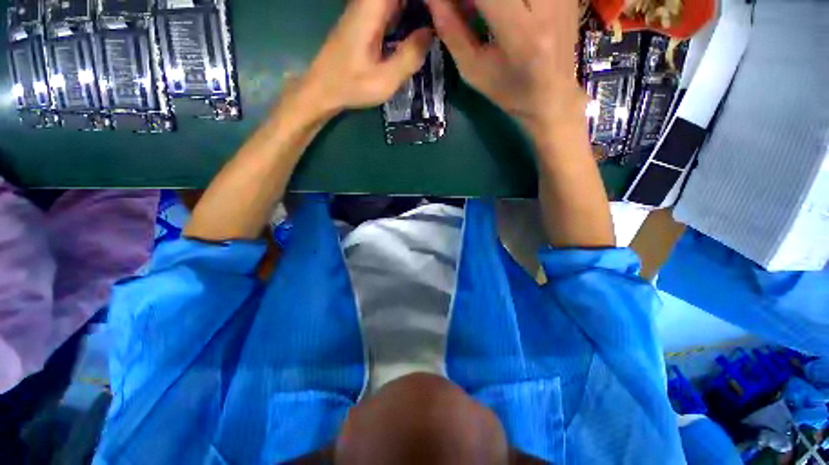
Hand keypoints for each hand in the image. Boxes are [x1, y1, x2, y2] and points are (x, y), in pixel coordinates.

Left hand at [296, 0, 433, 118]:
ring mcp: (366, 8)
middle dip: (423, 6)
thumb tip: (430, 34)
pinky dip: (407, 12)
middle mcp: (368, 1)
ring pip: (396, 0)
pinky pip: (392, 6)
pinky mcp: (366, 18)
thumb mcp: (384, 80)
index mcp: (372, 8)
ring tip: (435, 21)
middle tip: (441, 18)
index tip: (441, 9)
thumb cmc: (351, 86)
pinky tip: (419, 25)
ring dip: (417, 9)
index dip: (425, 1)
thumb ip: (409, 57)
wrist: (323, 87)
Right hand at [426, 0, 585, 135]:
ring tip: (478, 12)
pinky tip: (499, 10)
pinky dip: (505, 0)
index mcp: (523, 35)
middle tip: (463, 10)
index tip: (443, 4)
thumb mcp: (474, 71)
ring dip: (487, 1)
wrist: (553, 96)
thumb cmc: (509, 92)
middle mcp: (549, 4)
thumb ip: (453, 32)